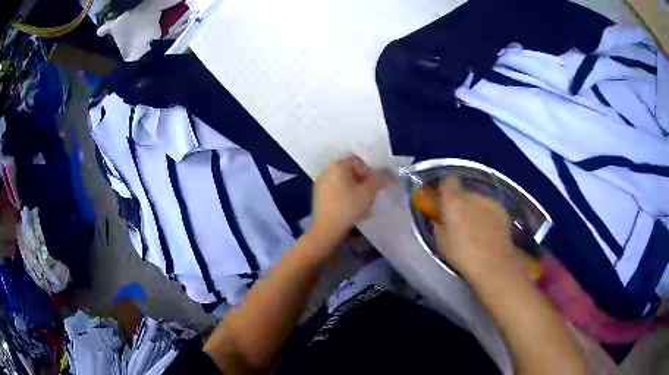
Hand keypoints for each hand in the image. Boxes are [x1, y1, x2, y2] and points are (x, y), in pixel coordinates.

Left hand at [312, 155, 385, 237]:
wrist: (327, 228)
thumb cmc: (348, 207)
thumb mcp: (369, 192)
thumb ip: (379, 179)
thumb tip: (385, 174)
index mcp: (337, 165)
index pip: (359, 162)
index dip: (370, 173)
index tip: (374, 187)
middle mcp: (326, 170)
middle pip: (350, 171)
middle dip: (361, 181)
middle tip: (369, 195)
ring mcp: (320, 182)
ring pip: (342, 181)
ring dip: (353, 189)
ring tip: (359, 203)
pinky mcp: (317, 194)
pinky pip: (334, 190)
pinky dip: (343, 195)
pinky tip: (348, 207)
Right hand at [433, 177, 525, 279]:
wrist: (494, 262)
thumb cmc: (463, 254)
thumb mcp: (441, 243)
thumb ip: (439, 225)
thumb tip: (440, 219)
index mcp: (453, 201)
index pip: (448, 181)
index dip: (445, 190)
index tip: (444, 202)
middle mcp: (472, 196)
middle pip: (464, 192)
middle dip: (461, 203)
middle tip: (459, 221)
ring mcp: (489, 201)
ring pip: (478, 200)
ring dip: (475, 209)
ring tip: (476, 229)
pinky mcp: (502, 209)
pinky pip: (490, 208)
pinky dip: (488, 216)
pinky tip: (489, 232)